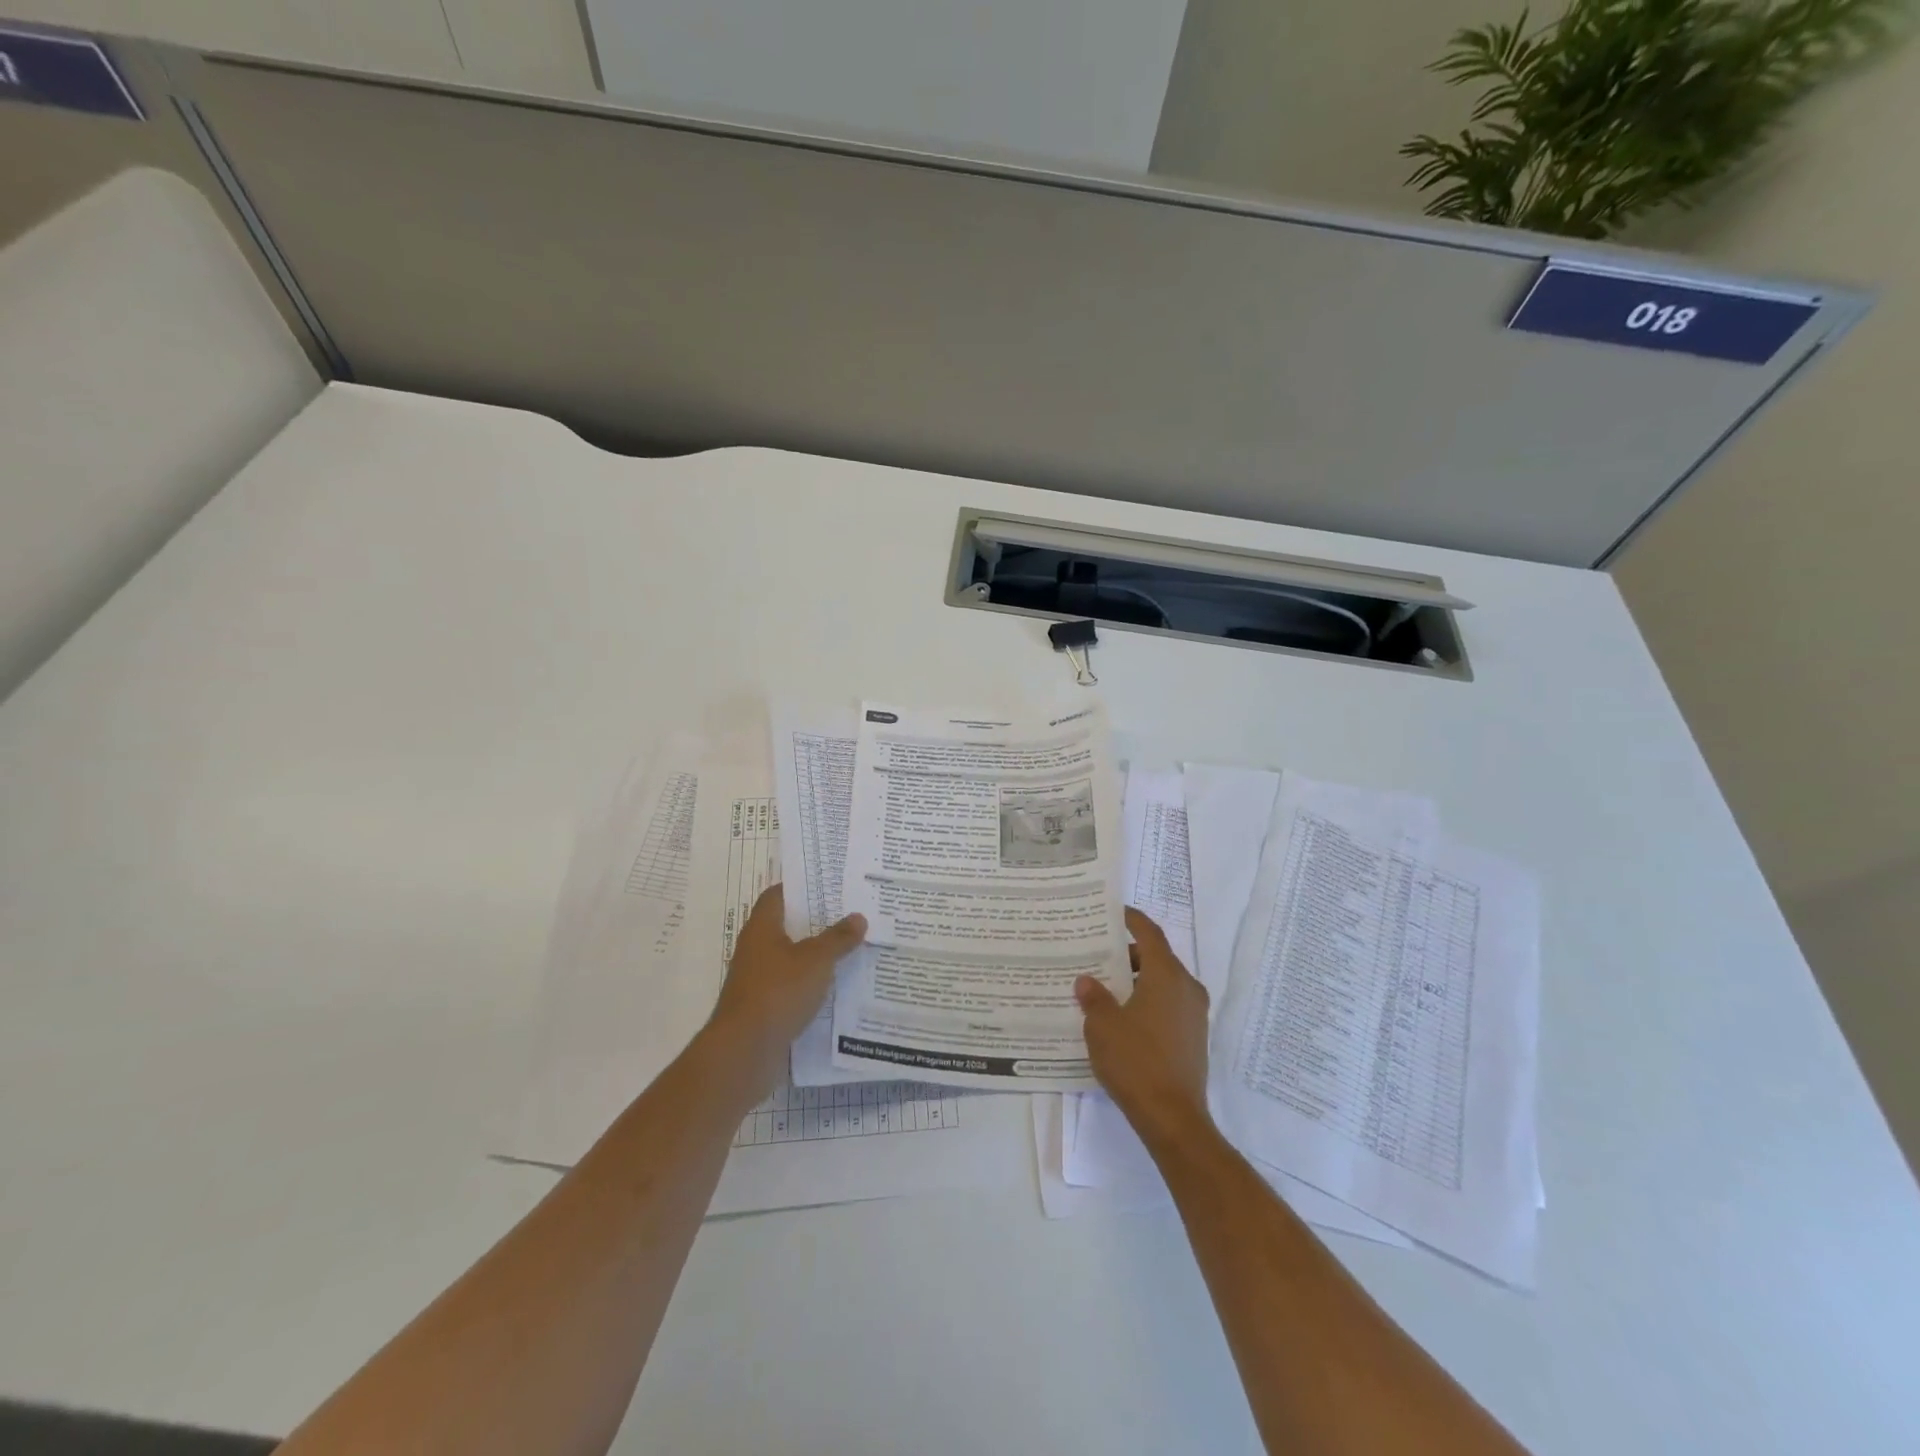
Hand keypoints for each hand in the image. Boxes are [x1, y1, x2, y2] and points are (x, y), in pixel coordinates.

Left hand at [705, 884, 866, 1093]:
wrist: (744, 1052)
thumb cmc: (778, 992)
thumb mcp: (816, 960)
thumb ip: (838, 938)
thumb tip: (858, 916)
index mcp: (762, 928)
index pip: (778, 895)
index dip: (801, 886)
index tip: (829, 883)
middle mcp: (756, 949)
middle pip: (787, 926)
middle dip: (816, 921)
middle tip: (850, 912)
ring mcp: (758, 980)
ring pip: (791, 958)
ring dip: (816, 954)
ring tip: (851, 946)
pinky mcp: (765, 1007)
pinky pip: (792, 986)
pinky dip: (812, 983)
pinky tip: (838, 985)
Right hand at [1075, 907, 1212, 1154]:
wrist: (1173, 1118)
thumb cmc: (1136, 1061)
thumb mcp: (1103, 1025)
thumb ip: (1094, 997)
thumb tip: (1087, 981)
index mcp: (1166, 975)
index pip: (1149, 934)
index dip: (1132, 919)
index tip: (1114, 912)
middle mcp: (1186, 988)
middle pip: (1156, 958)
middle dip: (1127, 955)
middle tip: (1097, 956)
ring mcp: (1194, 1015)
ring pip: (1163, 984)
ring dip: (1136, 981)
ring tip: (1104, 989)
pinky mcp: (1193, 1038)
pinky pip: (1168, 1006)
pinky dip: (1147, 1001)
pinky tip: (1122, 1018)